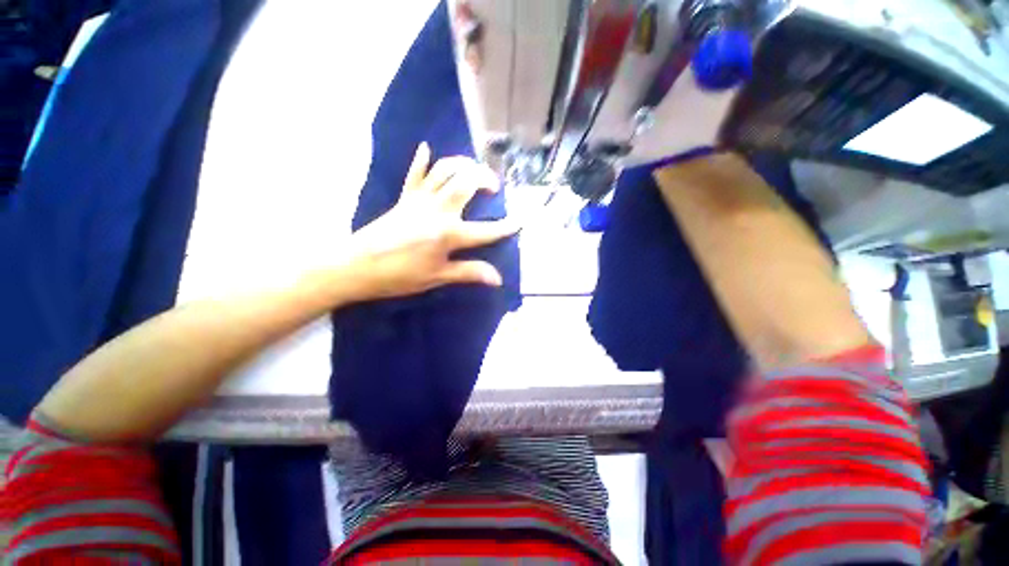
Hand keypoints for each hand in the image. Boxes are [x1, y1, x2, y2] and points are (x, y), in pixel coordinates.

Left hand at [342, 143, 516, 301]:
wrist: (356, 266)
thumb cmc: (399, 275)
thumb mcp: (437, 277)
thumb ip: (469, 272)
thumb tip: (498, 278)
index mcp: (448, 234)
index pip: (485, 230)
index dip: (505, 227)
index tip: (520, 221)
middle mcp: (438, 210)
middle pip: (466, 183)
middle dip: (485, 179)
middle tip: (494, 187)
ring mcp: (419, 200)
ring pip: (444, 171)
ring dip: (462, 164)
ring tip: (473, 170)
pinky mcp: (404, 198)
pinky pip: (415, 174)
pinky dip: (422, 160)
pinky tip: (426, 148)